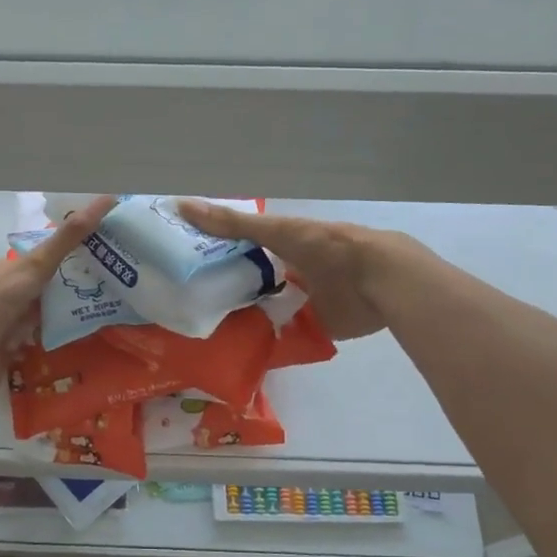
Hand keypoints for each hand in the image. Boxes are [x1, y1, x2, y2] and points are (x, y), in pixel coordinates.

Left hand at [0, 196, 115, 387]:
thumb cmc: (0, 296)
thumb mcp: (38, 262)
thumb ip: (70, 237)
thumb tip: (108, 198)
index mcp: (14, 268)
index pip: (50, 258)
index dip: (78, 256)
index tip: (109, 259)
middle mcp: (13, 293)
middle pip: (51, 289)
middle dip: (77, 292)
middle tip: (116, 294)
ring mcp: (11, 322)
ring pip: (47, 318)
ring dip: (68, 319)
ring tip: (108, 320)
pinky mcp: (12, 350)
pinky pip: (40, 343)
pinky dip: (56, 342)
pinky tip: (80, 345)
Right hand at [176, 199, 411, 340]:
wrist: (377, 279)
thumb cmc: (325, 247)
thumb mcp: (274, 231)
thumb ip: (231, 224)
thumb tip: (179, 205)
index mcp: (283, 246)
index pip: (242, 252)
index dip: (217, 260)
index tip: (187, 272)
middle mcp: (290, 272)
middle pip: (253, 284)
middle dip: (229, 294)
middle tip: (192, 308)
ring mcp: (304, 302)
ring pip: (267, 311)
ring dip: (246, 321)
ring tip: (209, 335)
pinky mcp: (316, 328)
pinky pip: (284, 337)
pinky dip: (267, 342)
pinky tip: (242, 351)